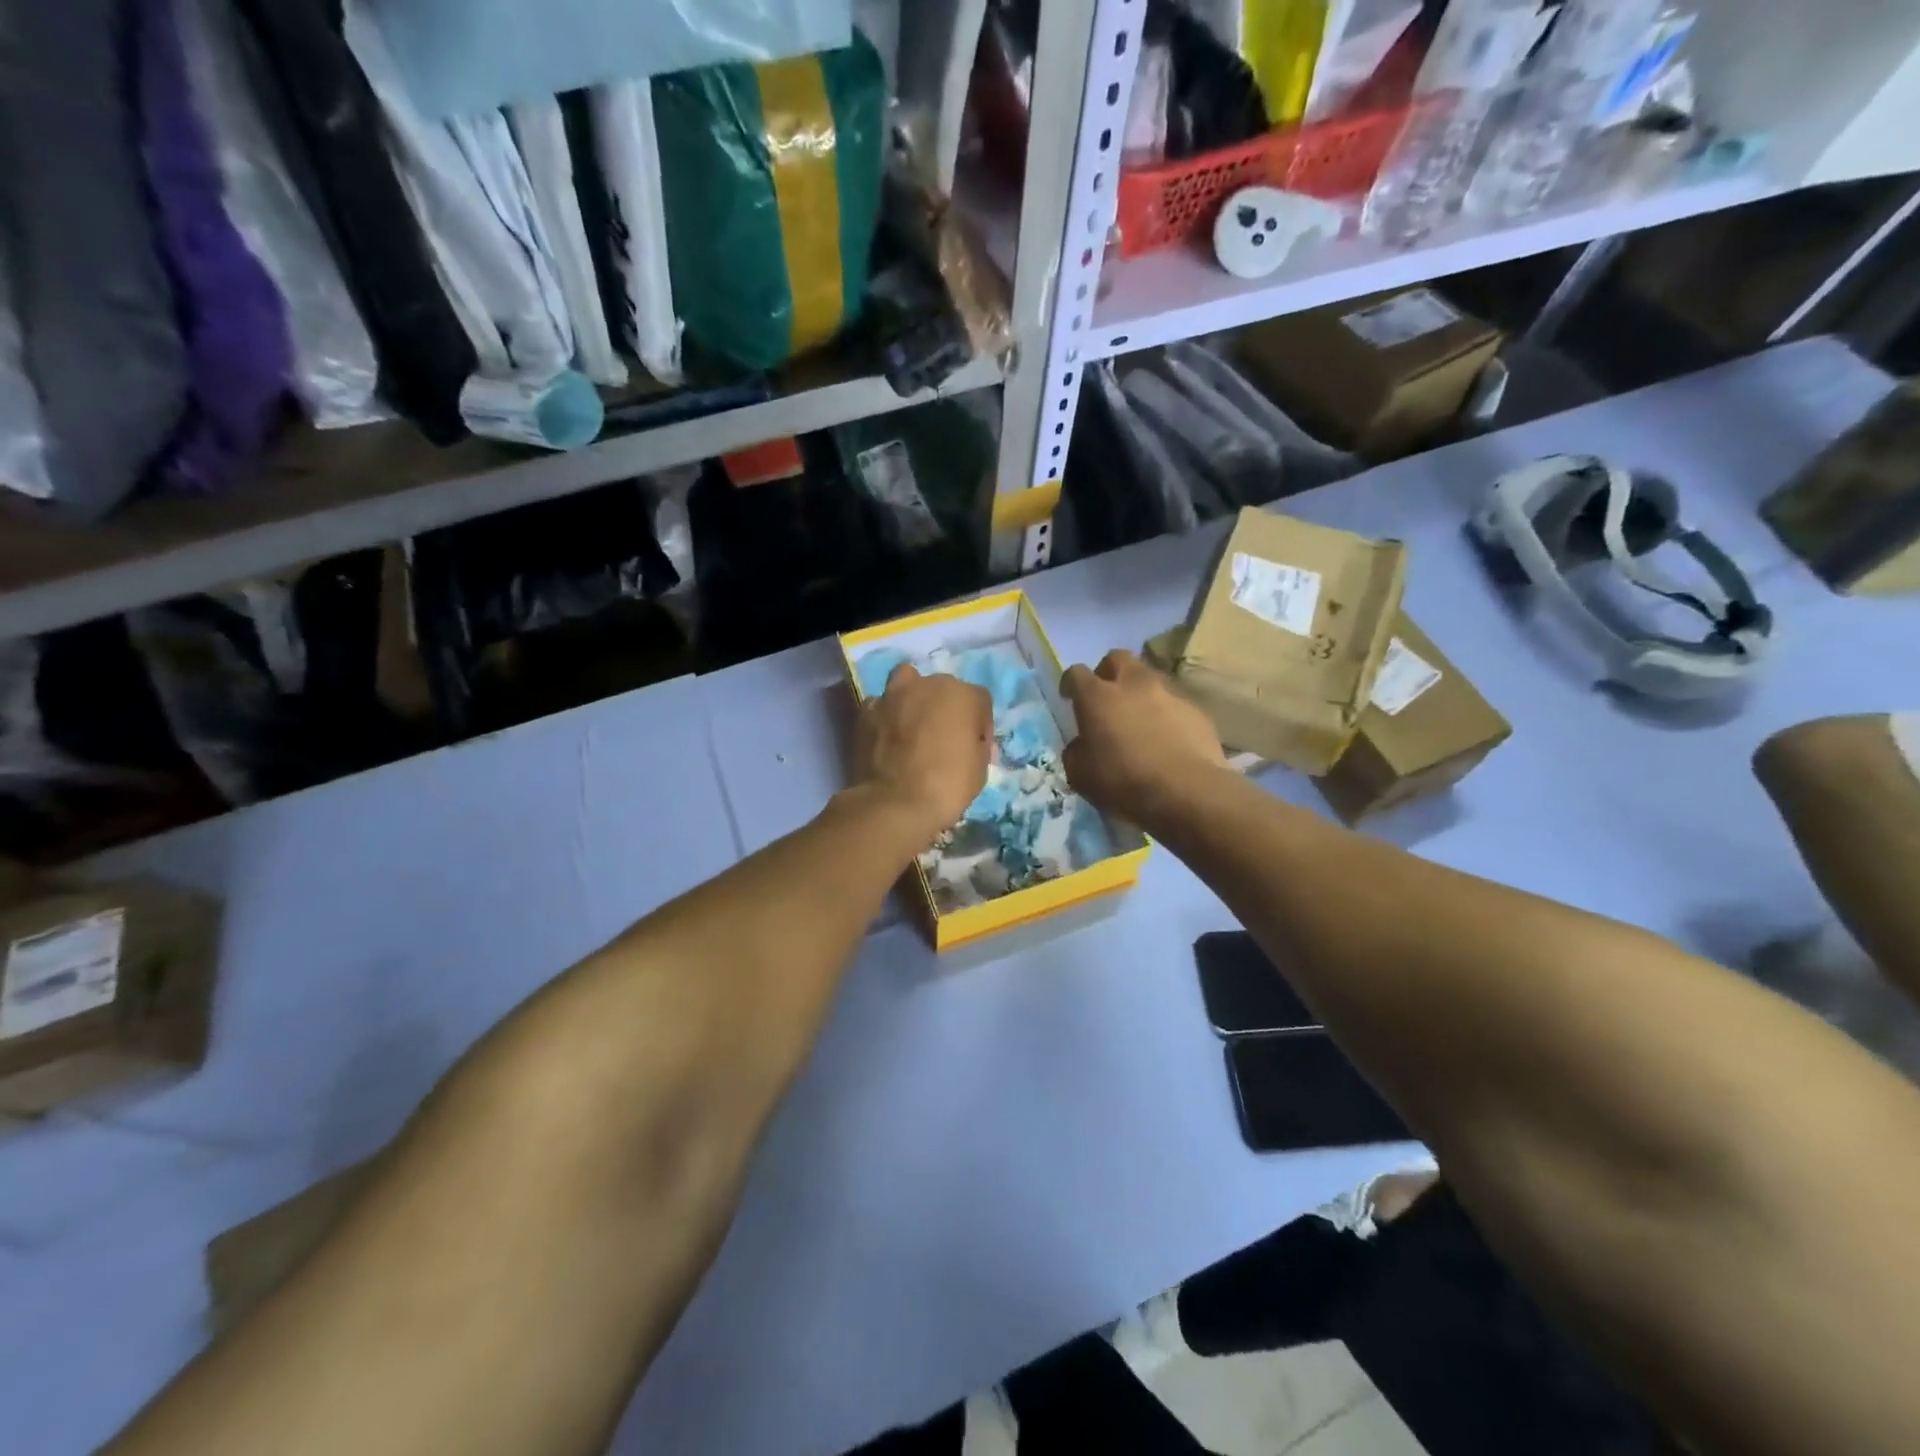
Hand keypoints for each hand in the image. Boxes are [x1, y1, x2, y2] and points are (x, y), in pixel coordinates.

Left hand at [856, 663, 991, 846]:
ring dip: (912, 699)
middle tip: (943, 738)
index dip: (979, 726)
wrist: (895, 803)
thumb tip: (968, 741)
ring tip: (912, 725)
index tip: (974, 748)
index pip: (980, 701)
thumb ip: (976, 744)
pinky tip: (886, 736)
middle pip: (943, 689)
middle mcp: (928, 684)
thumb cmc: (948, 786)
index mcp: (963, 695)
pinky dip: (885, 716)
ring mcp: (893, 694)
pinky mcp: (866, 711)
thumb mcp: (980, 769)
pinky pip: (881, 705)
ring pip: (907, 683)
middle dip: (945, 708)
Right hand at [1062, 650, 1224, 823]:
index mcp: (1098, 697)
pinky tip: (1167, 740)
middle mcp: (1133, 685)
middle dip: (1108, 673)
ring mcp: (1169, 694)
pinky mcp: (1196, 711)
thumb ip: (1077, 751)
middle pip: (1117, 659)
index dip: (1070, 684)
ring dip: (1140, 694)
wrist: (1186, 792)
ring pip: (1150, 679)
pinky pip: (1175, 704)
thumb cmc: (1123, 782)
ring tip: (1140, 721)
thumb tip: (1083, 744)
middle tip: (1106, 697)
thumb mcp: (1080, 774)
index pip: (1076, 673)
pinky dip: (1166, 715)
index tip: (1069, 698)